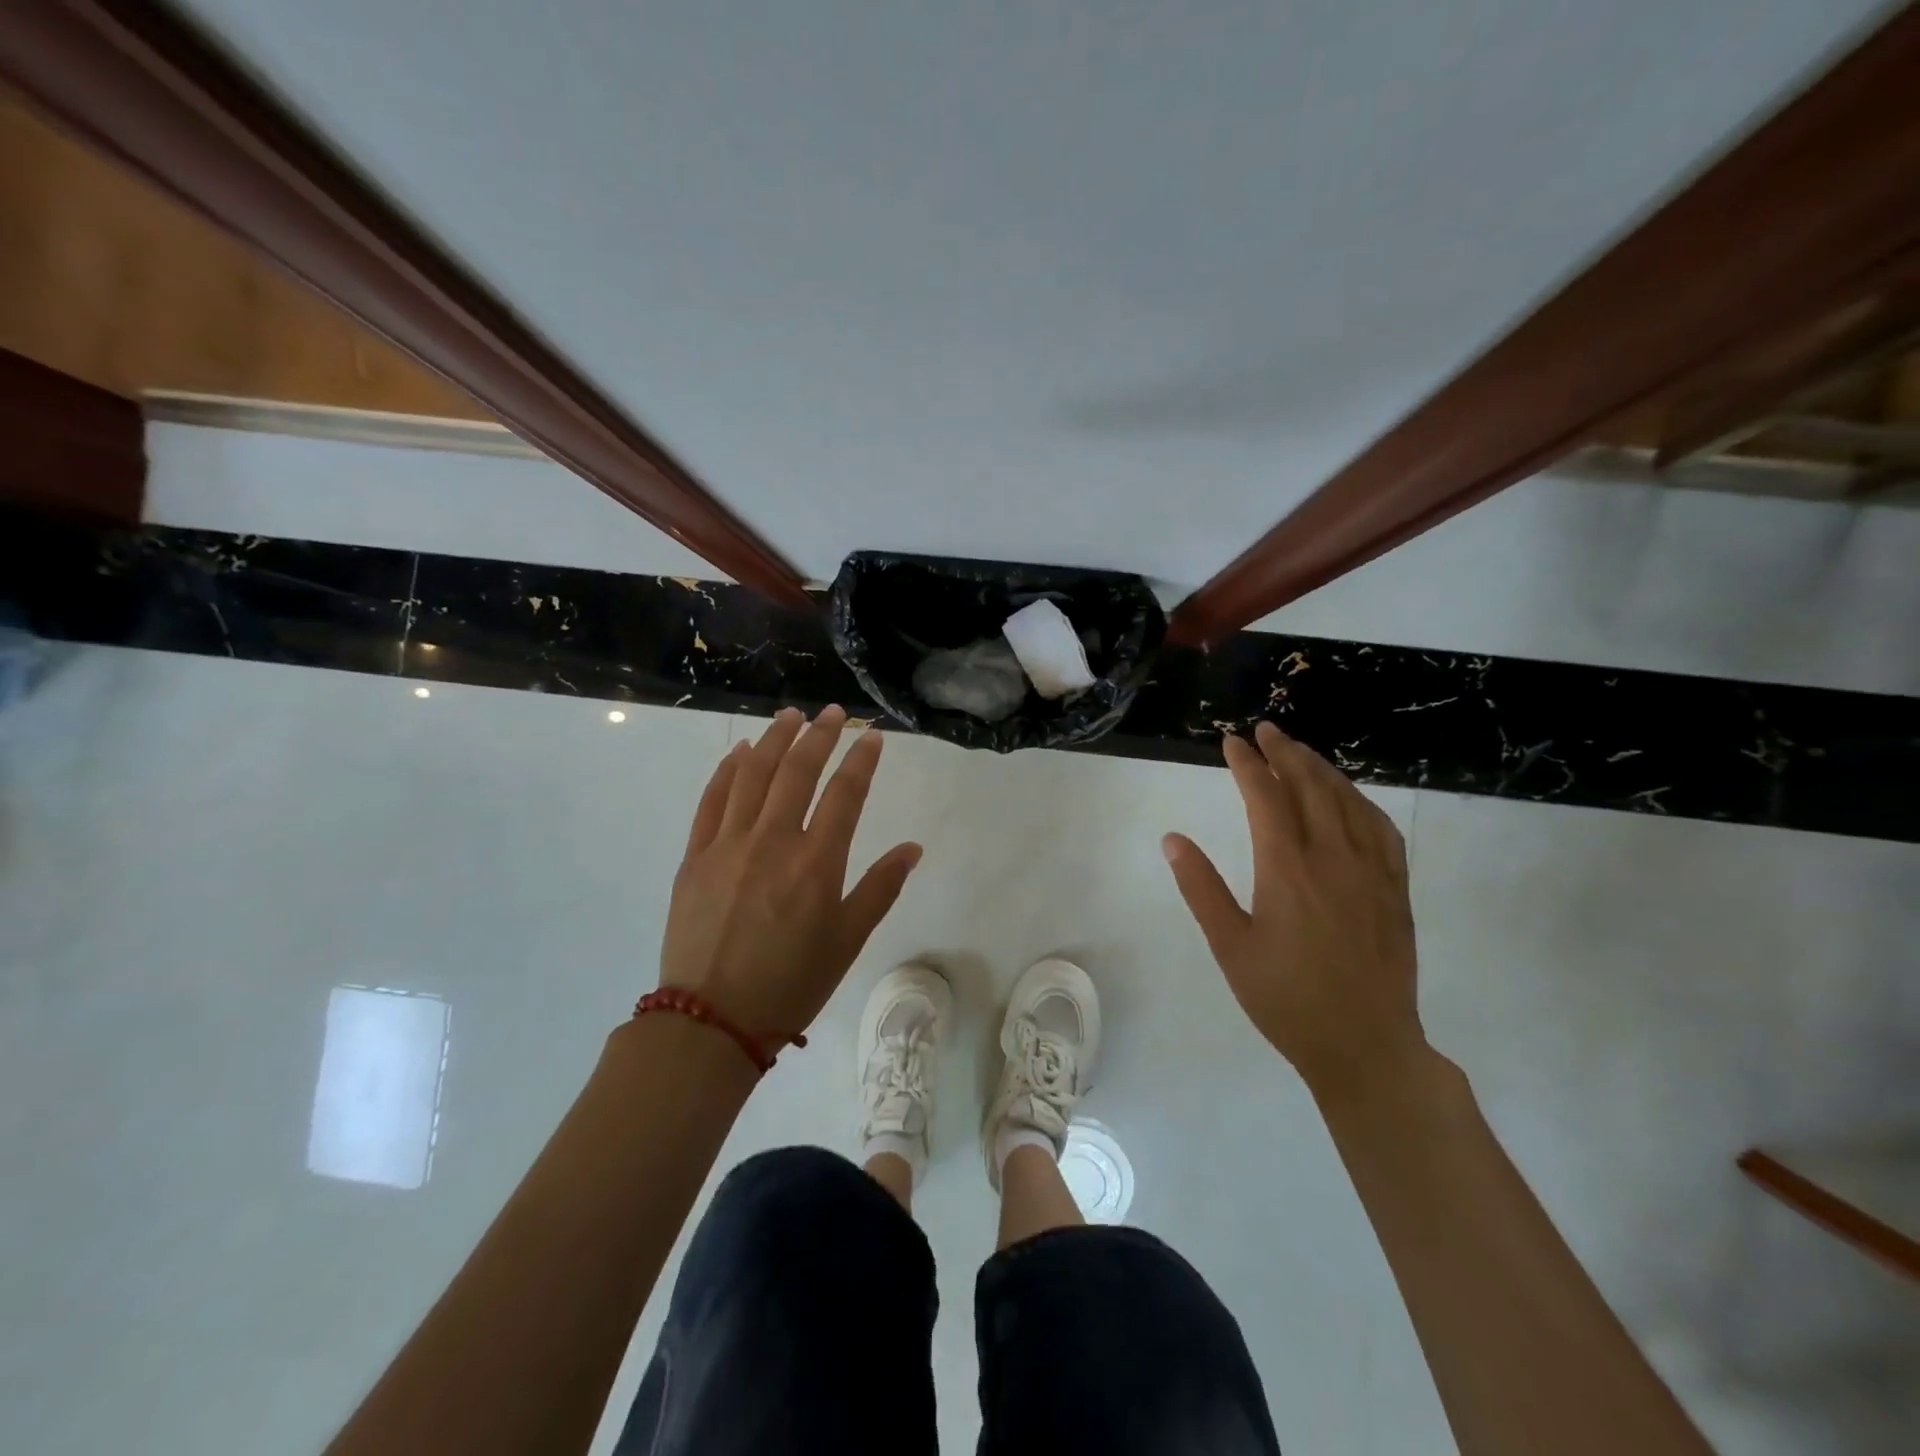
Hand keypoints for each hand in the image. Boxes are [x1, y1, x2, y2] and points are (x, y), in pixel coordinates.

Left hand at [659, 706, 921, 1037]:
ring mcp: (728, 845)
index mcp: (816, 863)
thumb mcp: (847, 941)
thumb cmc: (791, 984)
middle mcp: (773, 841)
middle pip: (798, 771)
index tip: (872, 736)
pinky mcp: (695, 856)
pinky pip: (712, 800)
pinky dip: (727, 770)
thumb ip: (880, 888)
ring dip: (773, 739)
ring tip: (790, 716)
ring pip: (753, 775)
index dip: (861, 760)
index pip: (845, 794)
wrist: (711, 1020)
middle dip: (819, 735)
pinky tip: (740, 752)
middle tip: (833, 713)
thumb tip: (912, 848)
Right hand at [1162, 721, 1424, 1097]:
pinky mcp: (1396, 890)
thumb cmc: (1285, 999)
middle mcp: (1332, 858)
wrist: (1364, 1046)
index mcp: (1287, 869)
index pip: (1265, 797)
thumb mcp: (1230, 946)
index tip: (1232, 741)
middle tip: (1267, 730)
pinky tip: (1351, 798)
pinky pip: (1382, 829)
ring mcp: (1372, 872)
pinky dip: (1361, 802)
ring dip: (1323, 769)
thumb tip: (1173, 839)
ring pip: (1348, 801)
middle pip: (1310, 787)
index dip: (1247, 764)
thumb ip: (1201, 888)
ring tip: (1302, 752)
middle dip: (1286, 753)